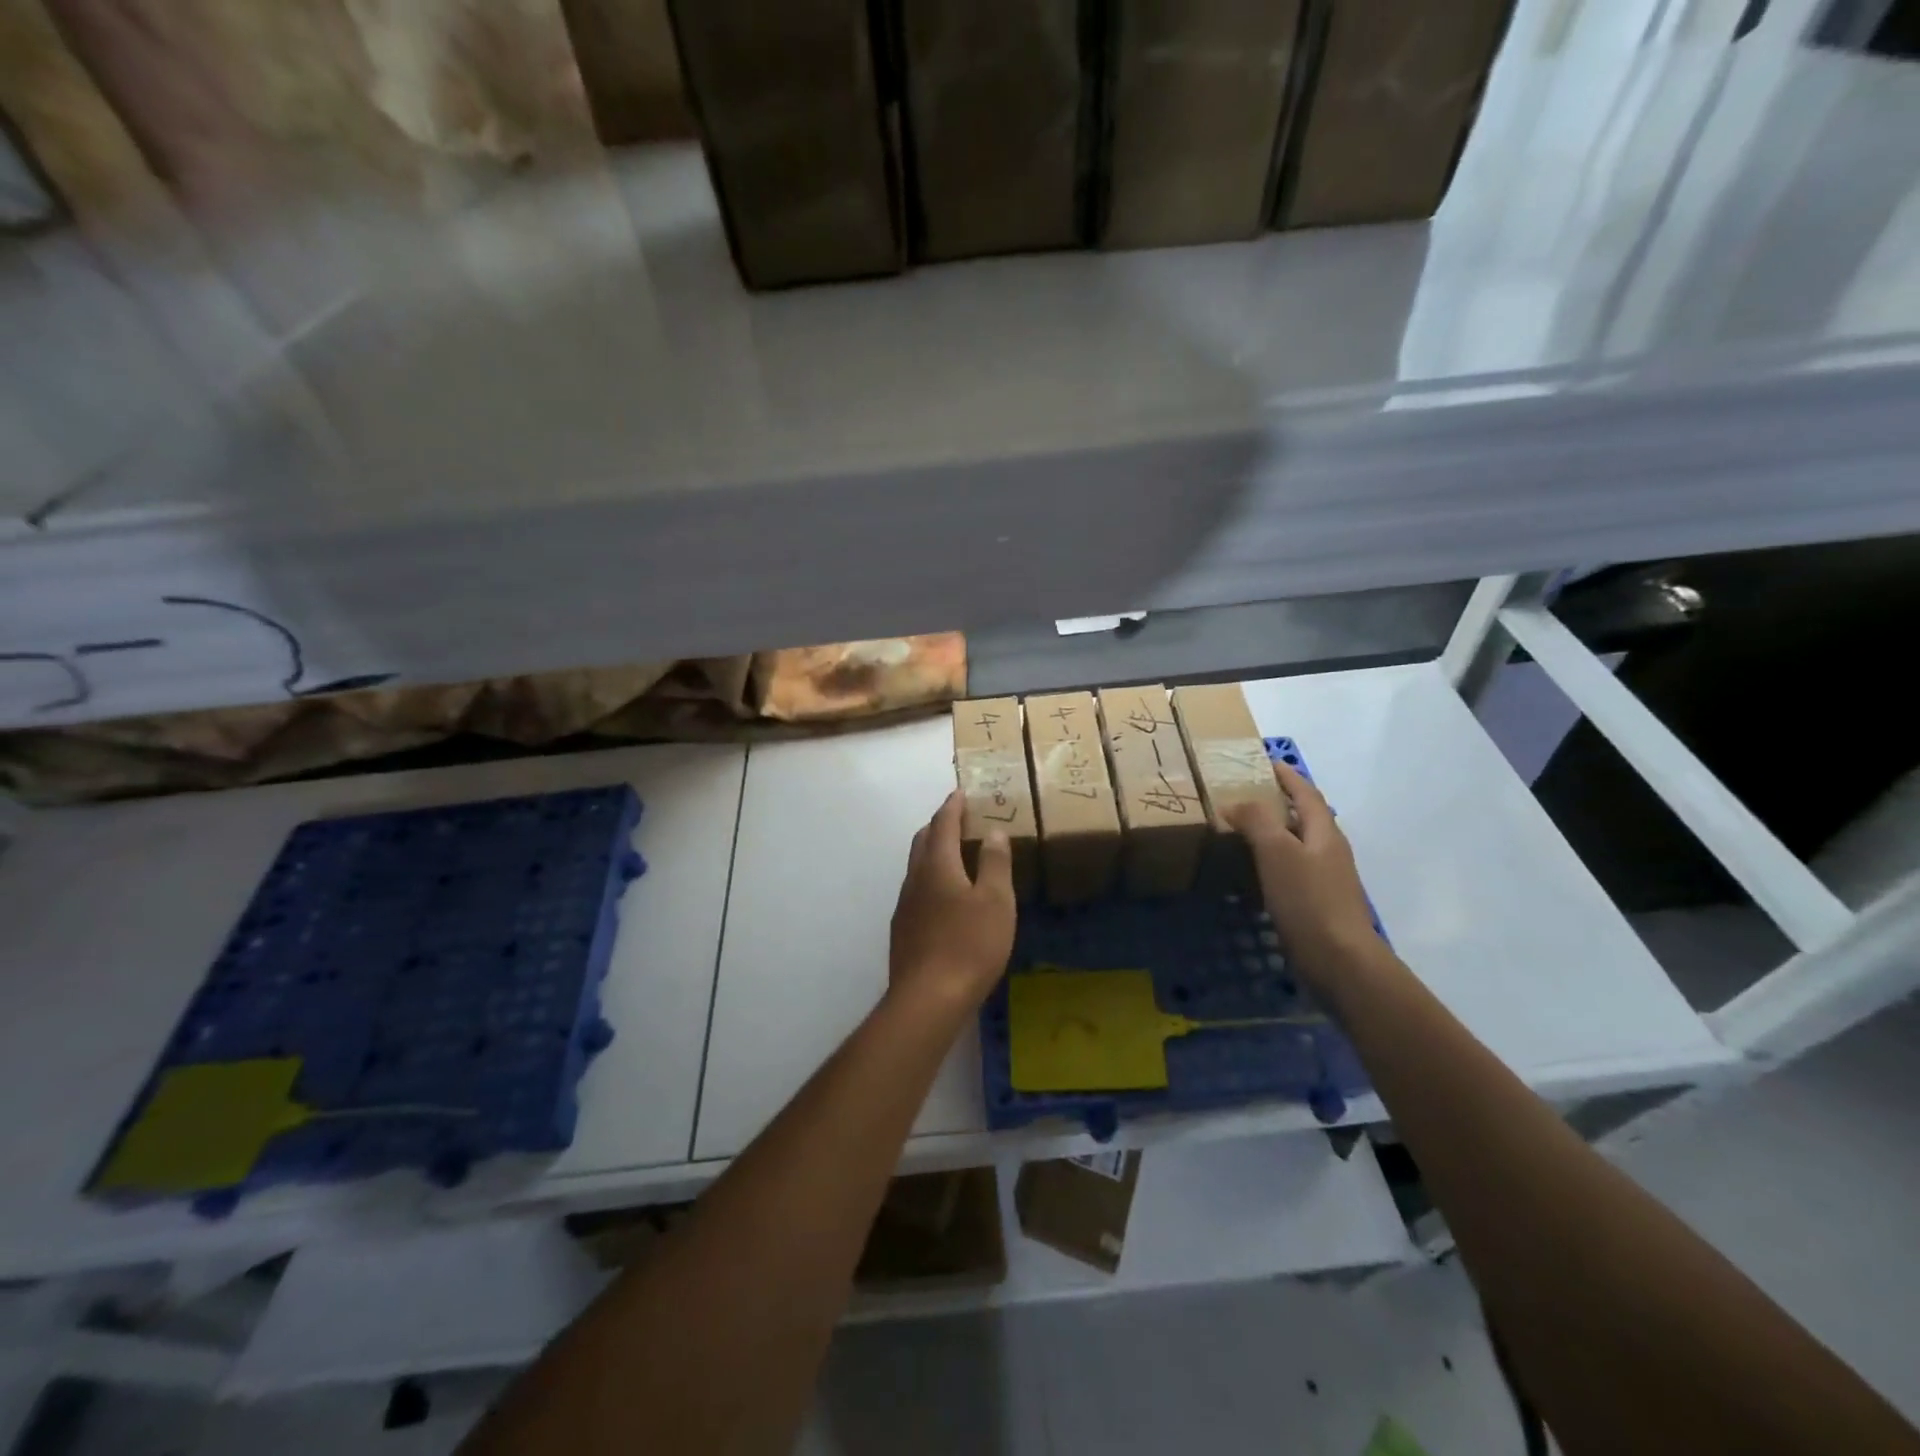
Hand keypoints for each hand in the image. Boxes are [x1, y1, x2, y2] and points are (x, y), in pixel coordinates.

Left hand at [888, 790, 1016, 1019]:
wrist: (928, 999)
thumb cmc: (970, 945)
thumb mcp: (996, 902)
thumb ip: (994, 863)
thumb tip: (993, 832)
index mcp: (937, 865)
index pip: (943, 824)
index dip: (953, 806)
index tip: (960, 792)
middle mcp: (915, 879)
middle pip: (923, 841)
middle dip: (939, 825)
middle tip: (958, 819)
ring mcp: (904, 906)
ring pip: (916, 867)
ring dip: (933, 852)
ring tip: (954, 854)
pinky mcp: (903, 931)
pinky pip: (916, 891)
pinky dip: (930, 879)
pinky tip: (943, 898)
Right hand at [1226, 762, 1381, 992]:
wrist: (1340, 961)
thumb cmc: (1309, 899)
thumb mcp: (1277, 852)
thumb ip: (1257, 820)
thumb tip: (1235, 802)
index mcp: (1324, 832)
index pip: (1306, 792)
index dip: (1286, 775)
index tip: (1264, 761)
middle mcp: (1329, 850)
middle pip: (1304, 816)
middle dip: (1277, 802)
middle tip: (1243, 795)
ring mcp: (1326, 879)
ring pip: (1296, 845)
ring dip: (1272, 833)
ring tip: (1240, 830)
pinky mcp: (1316, 904)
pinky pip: (1290, 872)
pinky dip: (1270, 863)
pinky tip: (1250, 874)